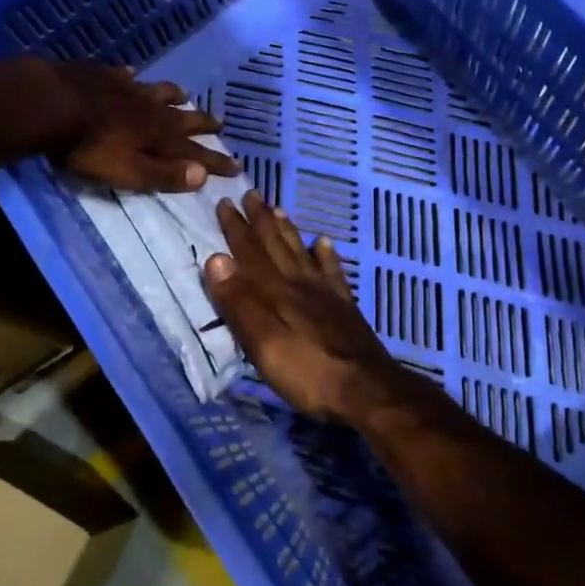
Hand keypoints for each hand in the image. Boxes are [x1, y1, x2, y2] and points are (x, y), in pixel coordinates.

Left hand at [49, 64, 240, 192]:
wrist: (52, 105)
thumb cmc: (90, 148)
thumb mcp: (129, 172)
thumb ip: (164, 174)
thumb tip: (203, 175)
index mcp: (159, 136)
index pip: (195, 152)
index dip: (215, 161)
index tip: (237, 166)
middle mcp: (150, 109)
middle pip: (182, 117)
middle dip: (202, 122)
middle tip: (219, 124)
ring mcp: (127, 89)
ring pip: (158, 91)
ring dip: (174, 95)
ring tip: (184, 95)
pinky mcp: (102, 76)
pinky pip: (124, 75)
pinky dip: (132, 77)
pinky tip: (131, 73)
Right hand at [202, 192, 410, 420]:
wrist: (368, 391)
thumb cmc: (308, 372)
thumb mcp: (264, 344)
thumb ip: (240, 303)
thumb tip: (216, 259)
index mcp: (277, 292)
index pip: (251, 253)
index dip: (237, 228)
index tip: (224, 202)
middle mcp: (301, 284)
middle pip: (277, 245)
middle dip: (261, 220)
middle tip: (251, 193)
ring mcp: (326, 294)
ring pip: (302, 252)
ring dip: (288, 230)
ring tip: (279, 208)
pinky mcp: (344, 308)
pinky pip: (332, 272)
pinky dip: (325, 254)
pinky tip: (323, 243)